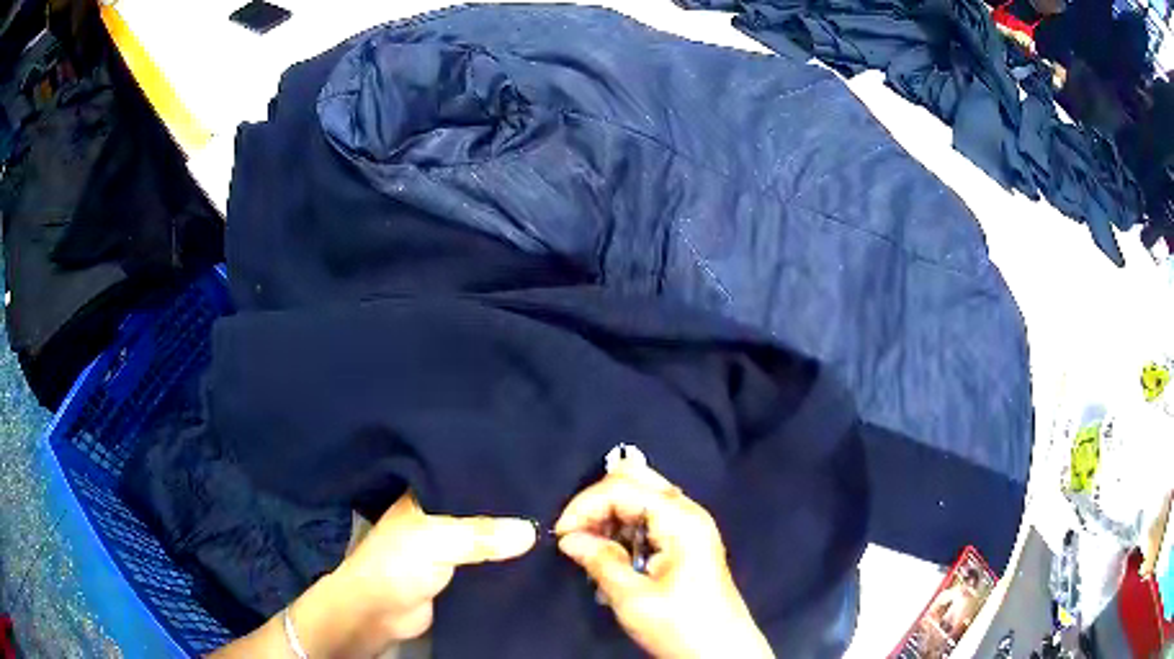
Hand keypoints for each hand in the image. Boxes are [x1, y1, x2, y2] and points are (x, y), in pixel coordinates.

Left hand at [291, 492, 536, 655]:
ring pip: (489, 535)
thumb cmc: (398, 564)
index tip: (541, 468)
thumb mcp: (436, 541)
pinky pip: (491, 561)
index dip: (501, 472)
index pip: (470, 475)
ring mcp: (451, 544)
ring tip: (559, 522)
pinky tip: (539, 554)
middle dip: (514, 506)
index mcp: (429, 493)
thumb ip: (481, 535)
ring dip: (514, 535)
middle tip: (560, 498)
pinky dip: (510, 560)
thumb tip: (533, 530)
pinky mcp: (460, 572)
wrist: (378, 612)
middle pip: (484, 506)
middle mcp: (442, 514)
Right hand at [555, 462, 772, 658]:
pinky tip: (612, 561)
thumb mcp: (633, 598)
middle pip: (633, 480)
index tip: (560, 535)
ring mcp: (688, 525)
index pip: (622, 487)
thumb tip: (568, 538)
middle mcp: (686, 511)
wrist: (721, 653)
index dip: (584, 505)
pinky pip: (646, 520)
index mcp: (680, 518)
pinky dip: (623, 532)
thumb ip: (599, 561)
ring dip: (609, 518)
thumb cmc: (680, 626)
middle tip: (576, 537)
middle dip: (597, 503)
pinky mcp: (684, 542)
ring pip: (638, 498)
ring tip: (592, 553)